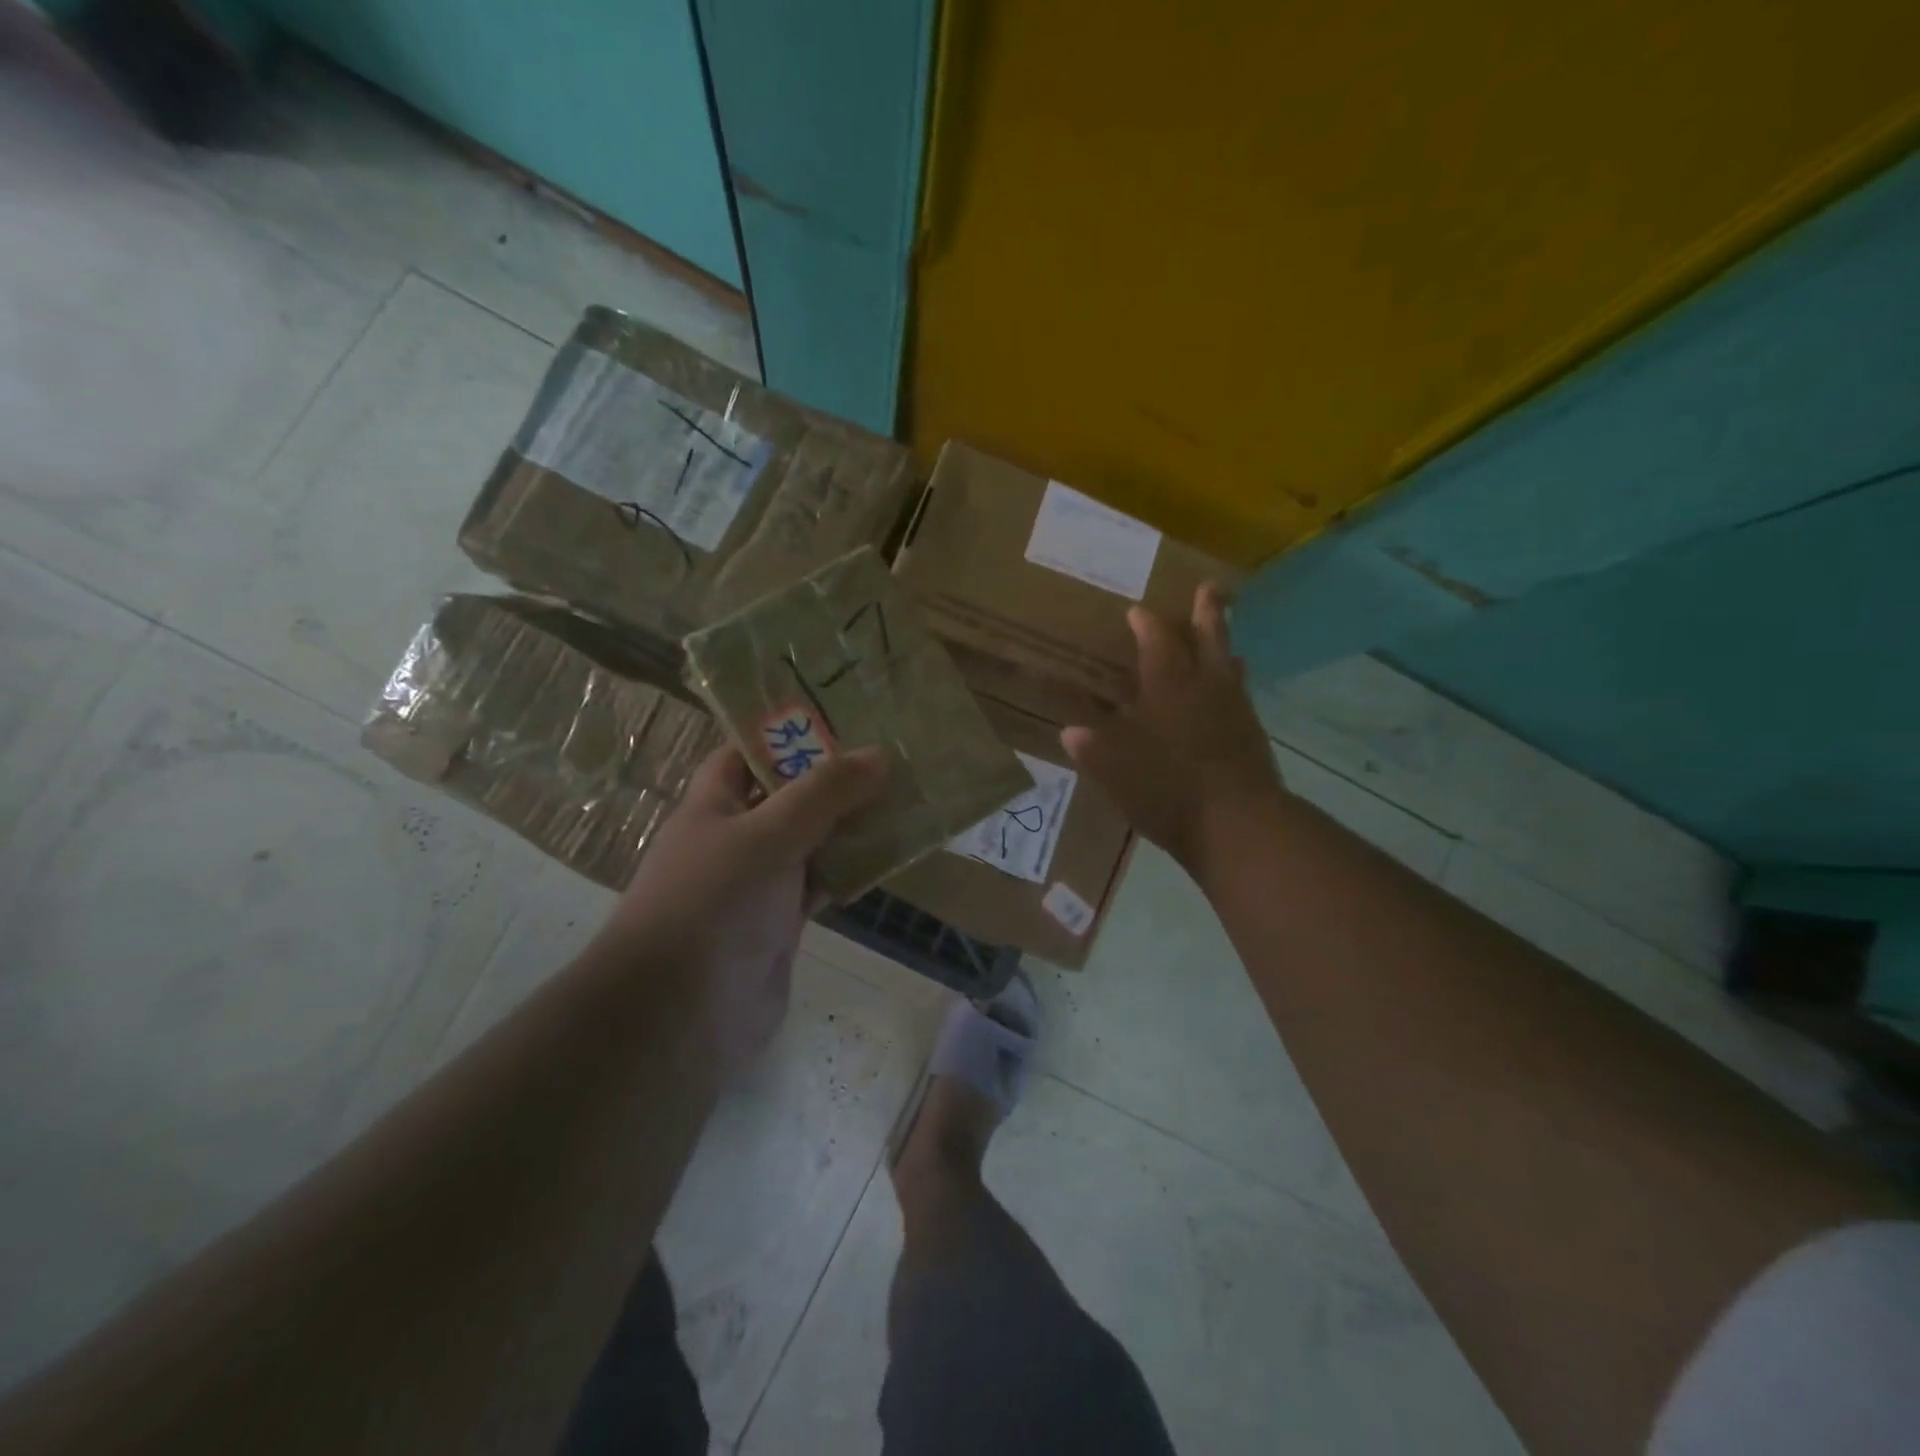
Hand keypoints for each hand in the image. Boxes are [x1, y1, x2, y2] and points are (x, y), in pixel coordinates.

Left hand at [600, 745, 886, 1068]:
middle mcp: (735, 838)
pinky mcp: (781, 922)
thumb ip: (822, 794)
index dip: (787, 734)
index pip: (748, 754)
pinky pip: (821, 883)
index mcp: (714, 805)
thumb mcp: (767, 835)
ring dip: (848, 825)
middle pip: (788, 796)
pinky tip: (887, 856)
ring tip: (902, 796)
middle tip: (890, 754)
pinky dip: (849, 871)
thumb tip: (877, 755)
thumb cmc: (713, 904)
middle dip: (832, 778)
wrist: (682, 1015)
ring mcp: (759, 883)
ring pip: (810, 841)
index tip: (841, 717)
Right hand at [1061, 583, 1285, 871]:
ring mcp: (1235, 709)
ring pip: (1230, 665)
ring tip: (1224, 641)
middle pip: (1209, 638)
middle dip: (1207, 611)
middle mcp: (1205, 687)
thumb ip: (1092, 748)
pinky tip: (1230, 697)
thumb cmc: (1167, 788)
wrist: (1238, 824)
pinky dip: (1234, 685)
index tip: (1137, 611)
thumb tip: (1071, 731)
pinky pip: (1241, 696)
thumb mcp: (1115, 770)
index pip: (1157, 641)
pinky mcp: (1253, 735)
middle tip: (1209, 586)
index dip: (1146, 623)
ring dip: (1224, 648)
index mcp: (1168, 686)